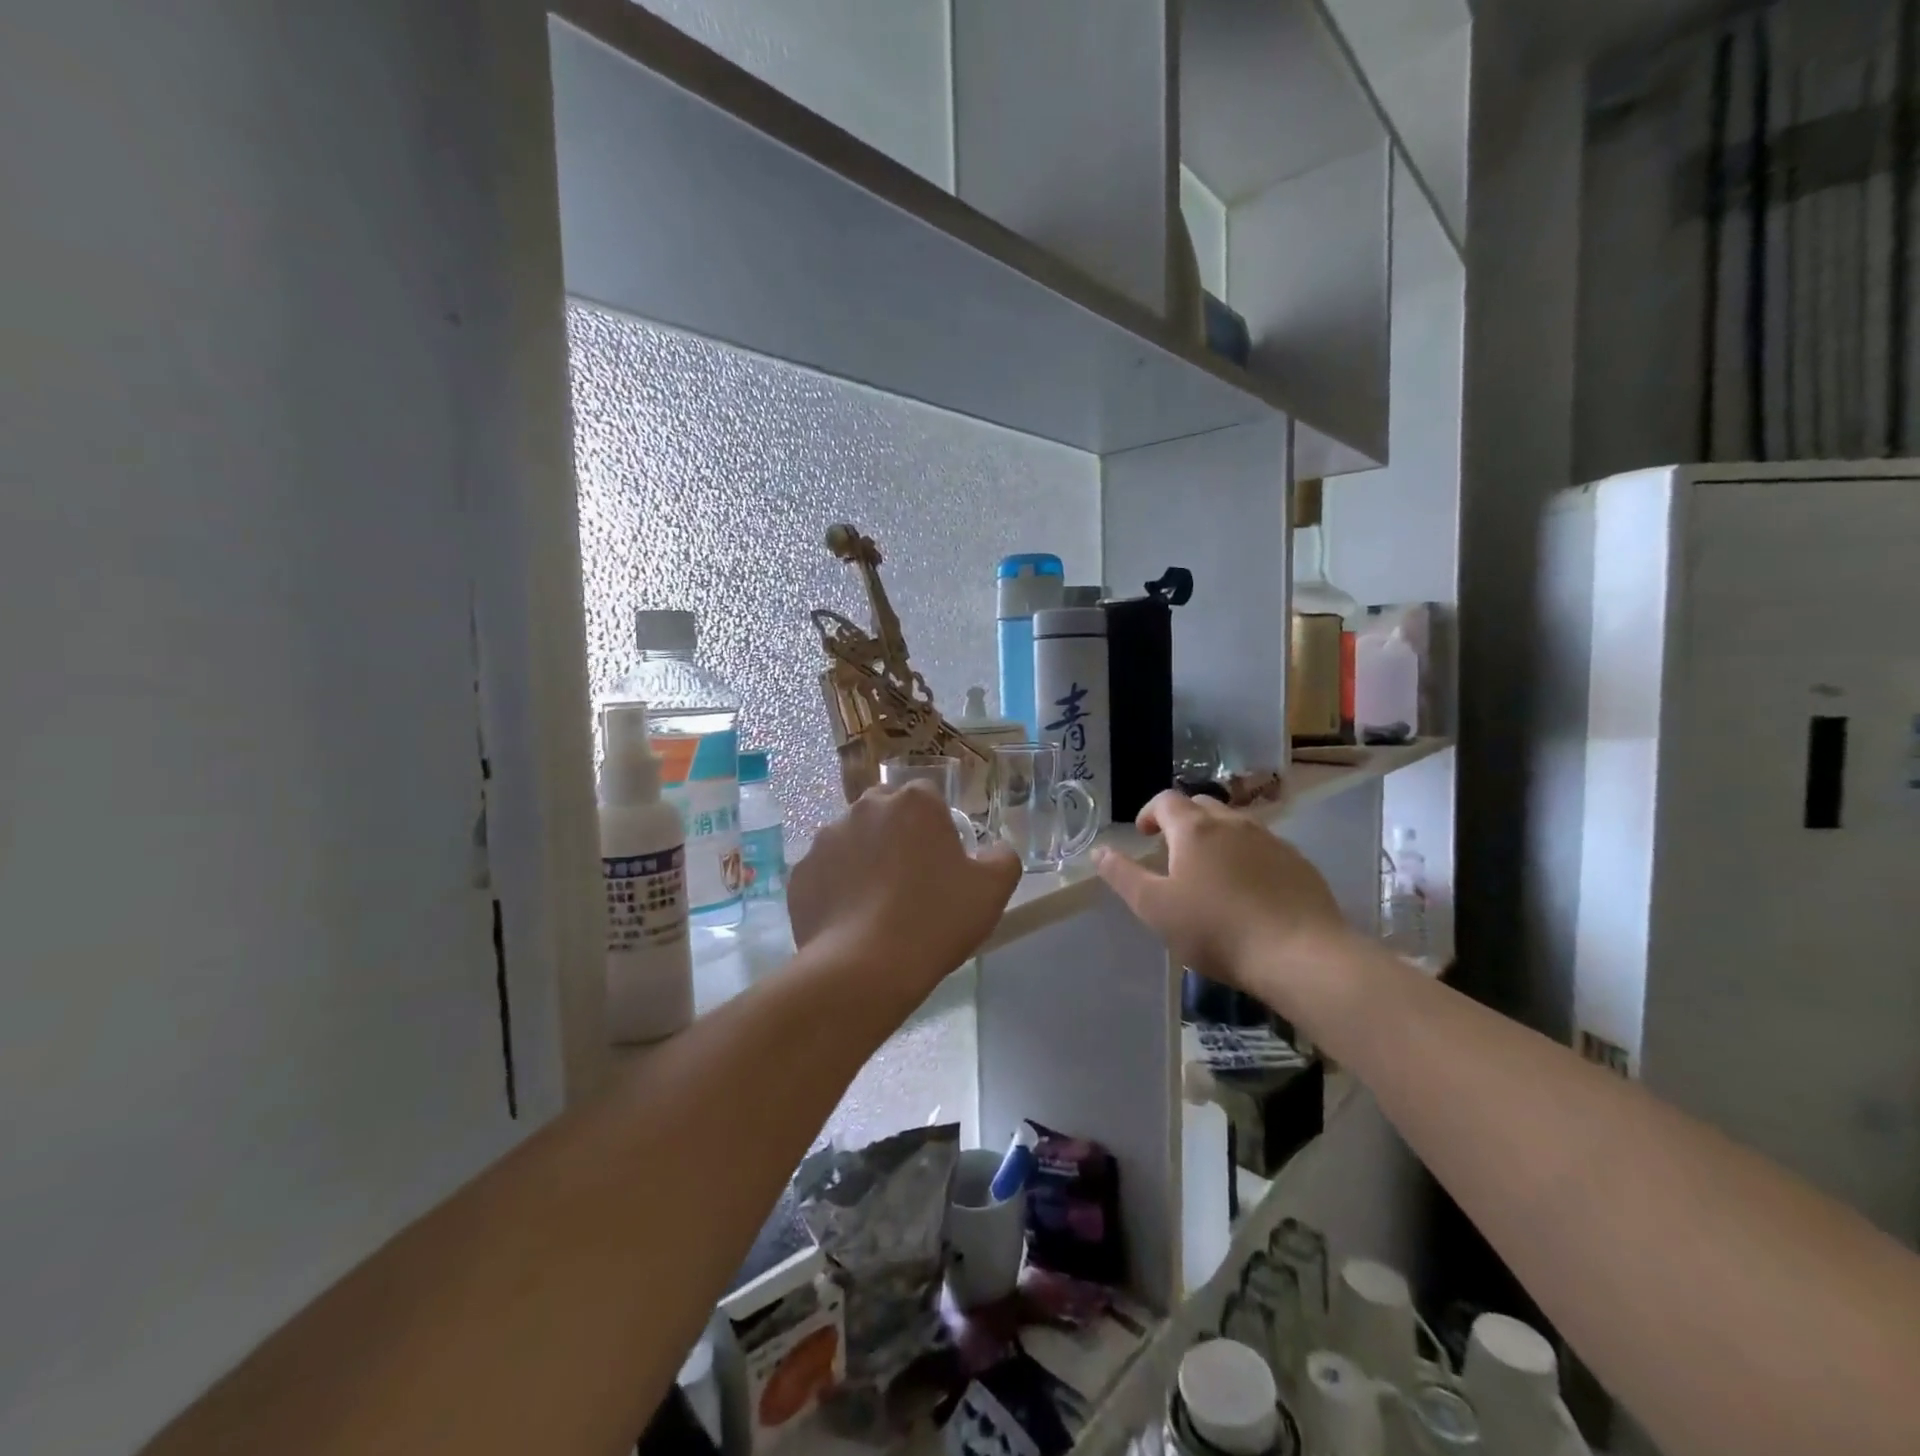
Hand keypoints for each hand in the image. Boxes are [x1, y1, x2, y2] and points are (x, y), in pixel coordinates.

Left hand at [788, 783, 1022, 994]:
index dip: (936, 825)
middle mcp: (865, 808)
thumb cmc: (935, 919)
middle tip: (911, 879)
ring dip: (865, 859)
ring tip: (877, 904)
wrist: (865, 968)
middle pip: (885, 811)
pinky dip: (837, 888)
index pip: (928, 796)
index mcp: (913, 802)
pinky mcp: (801, 873)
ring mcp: (825, 839)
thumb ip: (1002, 857)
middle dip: (897, 834)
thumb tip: (995, 849)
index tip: (942, 859)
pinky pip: (826, 873)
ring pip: (852, 840)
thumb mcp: (993, 890)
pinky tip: (851, 921)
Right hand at [1094, 791, 1349, 1014]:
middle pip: (1202, 806)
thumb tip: (1099, 850)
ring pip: (1235, 825)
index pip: (1166, 800)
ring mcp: (1271, 840)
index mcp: (1195, 828)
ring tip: (1211, 873)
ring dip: (1216, 838)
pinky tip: (1249, 891)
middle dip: (1183, 821)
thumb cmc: (1217, 929)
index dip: (1150, 813)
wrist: (1301, 955)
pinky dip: (1247, 857)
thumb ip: (1123, 876)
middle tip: (1173, 853)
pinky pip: (1264, 848)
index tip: (1144, 835)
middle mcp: (1233, 823)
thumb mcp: (1155, 908)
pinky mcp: (1299, 863)